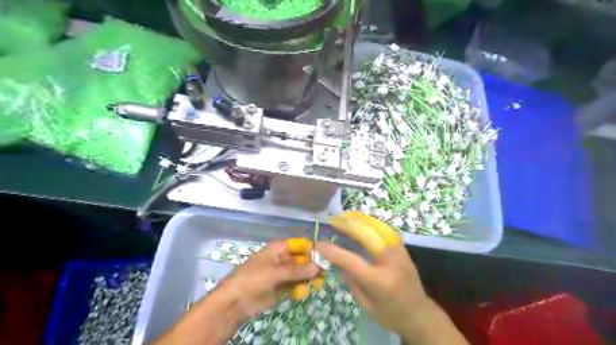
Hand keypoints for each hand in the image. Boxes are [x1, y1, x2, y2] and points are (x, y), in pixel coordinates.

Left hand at [152, 241, 319, 343]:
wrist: (234, 302)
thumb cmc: (252, 279)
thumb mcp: (275, 272)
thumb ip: (297, 271)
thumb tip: (318, 267)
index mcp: (278, 248)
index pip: (300, 245)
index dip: (313, 250)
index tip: (326, 258)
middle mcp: (282, 259)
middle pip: (302, 259)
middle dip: (313, 265)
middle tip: (325, 274)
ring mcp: (281, 273)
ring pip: (300, 273)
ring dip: (309, 278)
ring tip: (319, 284)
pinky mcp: (281, 287)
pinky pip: (295, 285)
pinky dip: (301, 288)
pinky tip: (306, 291)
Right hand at [318, 212, 467, 344]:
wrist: (420, 313)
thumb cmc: (390, 314)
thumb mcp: (366, 306)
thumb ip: (352, 282)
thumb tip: (339, 262)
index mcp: (379, 281)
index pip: (352, 261)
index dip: (333, 251)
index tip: (319, 244)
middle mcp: (390, 261)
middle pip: (366, 236)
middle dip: (348, 225)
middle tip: (333, 220)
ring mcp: (398, 252)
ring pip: (377, 228)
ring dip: (359, 220)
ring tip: (345, 216)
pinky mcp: (402, 248)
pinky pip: (384, 230)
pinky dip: (371, 222)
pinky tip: (361, 221)